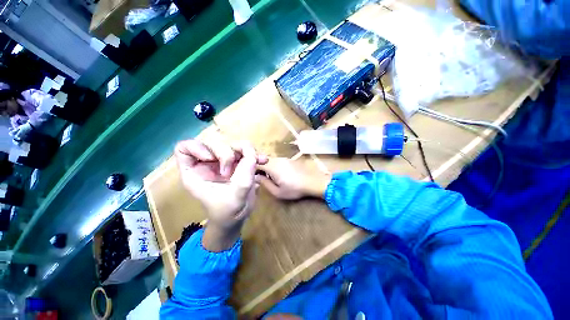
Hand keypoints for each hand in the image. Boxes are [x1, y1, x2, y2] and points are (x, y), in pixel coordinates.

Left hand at [175, 139, 266, 250]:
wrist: (238, 216)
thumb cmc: (227, 212)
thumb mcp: (234, 198)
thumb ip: (243, 178)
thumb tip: (252, 156)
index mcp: (196, 172)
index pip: (185, 148)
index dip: (197, 148)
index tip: (210, 158)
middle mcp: (209, 163)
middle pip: (215, 143)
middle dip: (227, 154)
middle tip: (233, 171)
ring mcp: (225, 161)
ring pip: (234, 144)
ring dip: (246, 151)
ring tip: (256, 163)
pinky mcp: (238, 162)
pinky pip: (247, 151)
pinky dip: (255, 154)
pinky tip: (263, 160)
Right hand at [256, 158, 330, 199]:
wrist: (312, 182)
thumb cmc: (294, 189)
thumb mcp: (277, 192)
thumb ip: (265, 184)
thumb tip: (255, 177)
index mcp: (272, 166)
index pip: (256, 162)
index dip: (251, 168)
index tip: (249, 175)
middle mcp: (277, 160)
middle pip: (263, 160)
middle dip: (259, 168)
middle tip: (259, 178)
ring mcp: (283, 159)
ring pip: (270, 160)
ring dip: (266, 167)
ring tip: (268, 178)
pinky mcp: (289, 160)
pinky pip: (276, 161)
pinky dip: (273, 166)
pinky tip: (277, 175)